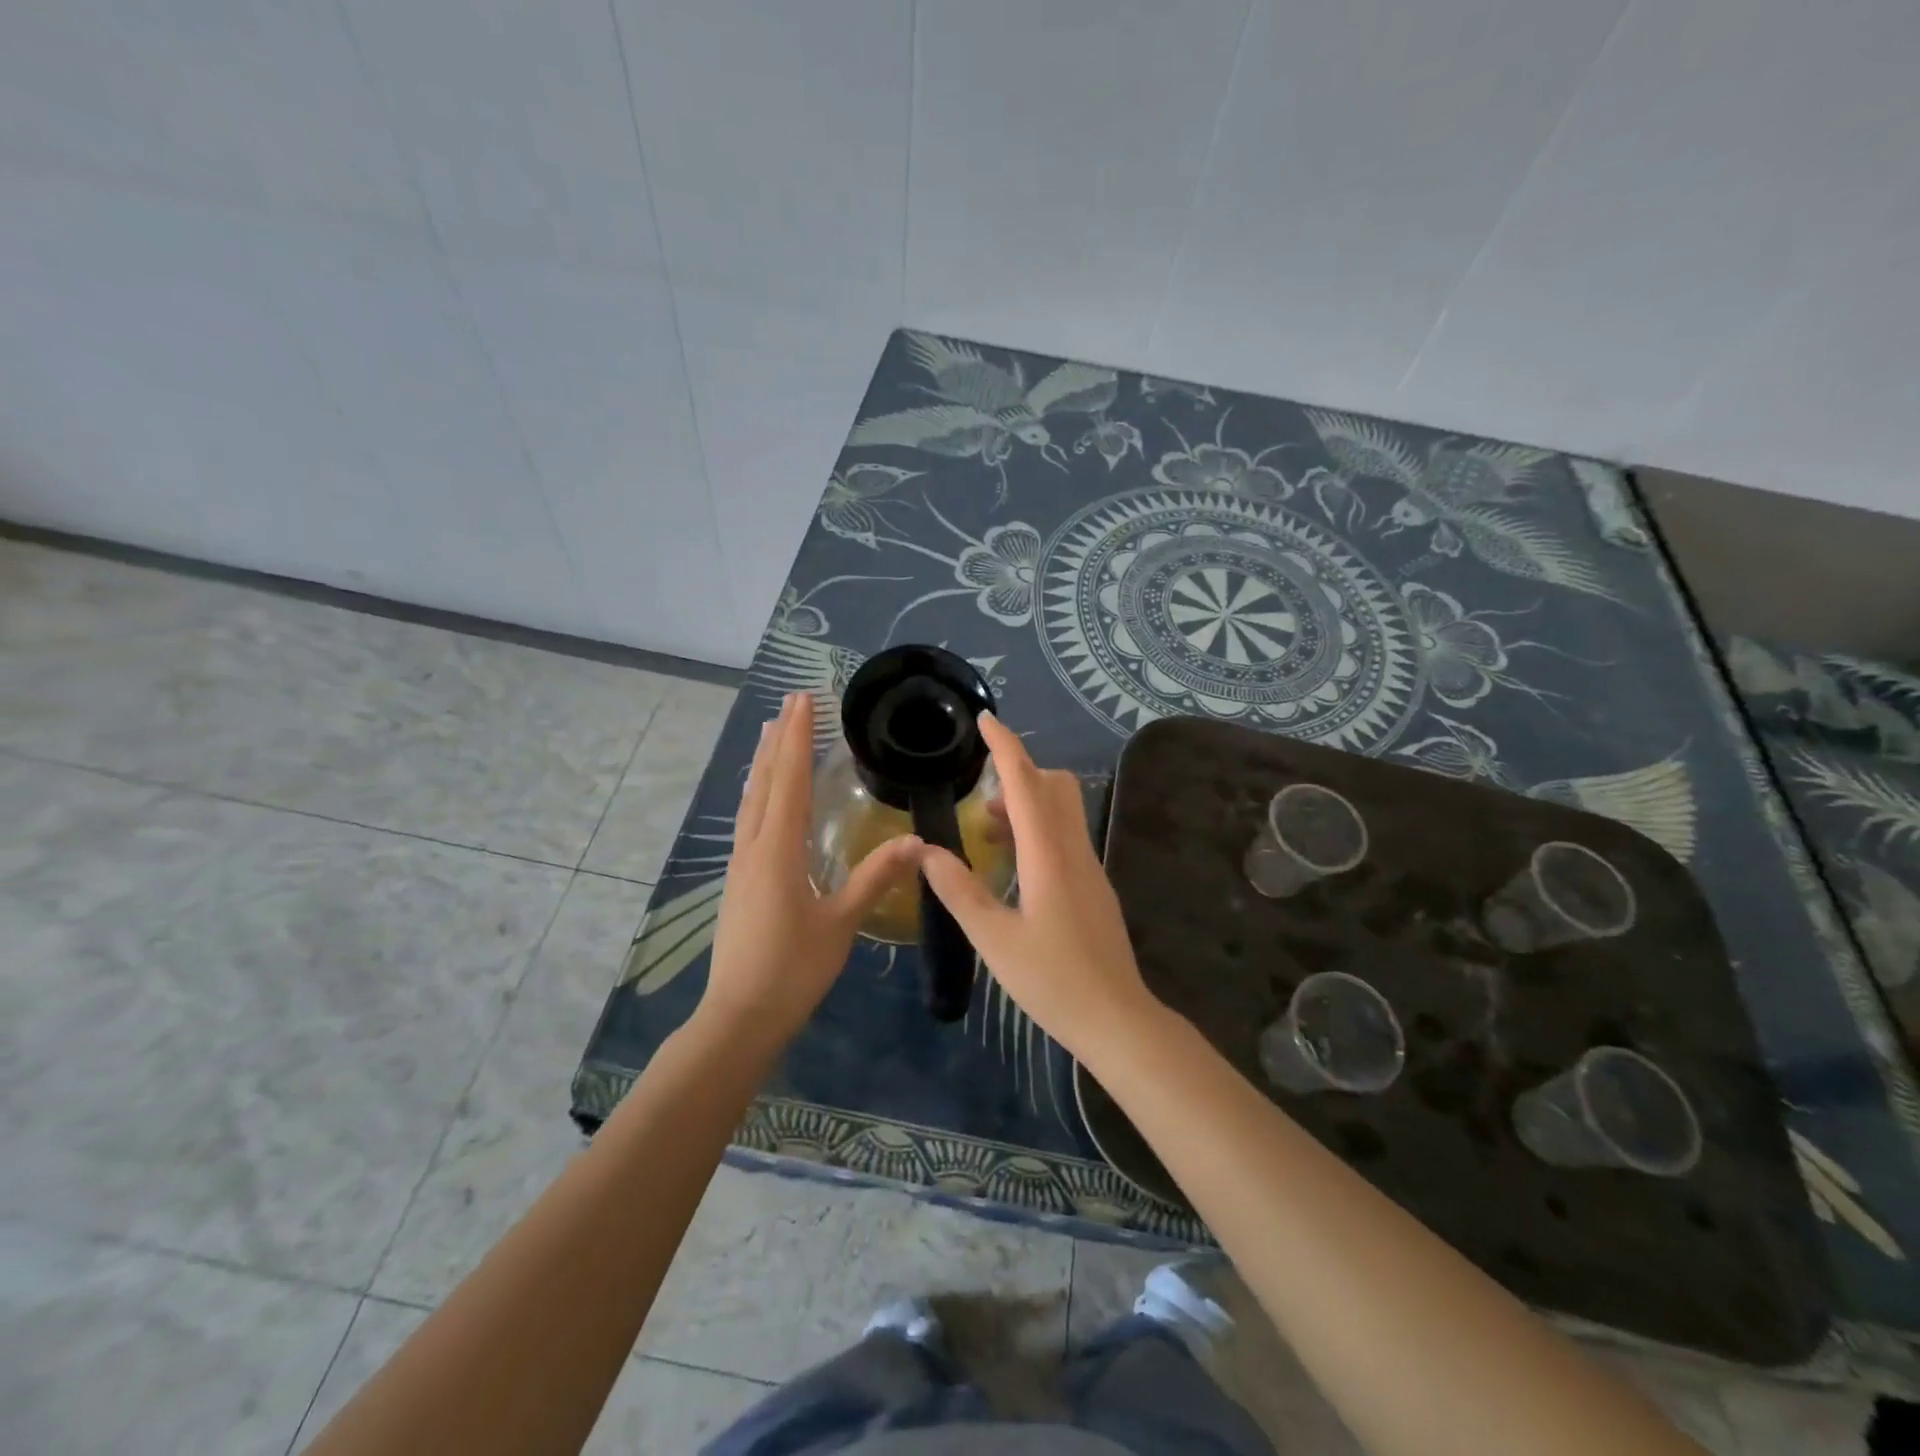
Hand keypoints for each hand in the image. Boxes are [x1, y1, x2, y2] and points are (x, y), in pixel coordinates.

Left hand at [700, 692, 921, 1049]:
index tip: (804, 701)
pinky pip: (748, 820)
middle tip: (790, 701)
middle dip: (778, 739)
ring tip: (770, 731)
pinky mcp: (739, 879)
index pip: (791, 782)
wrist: (740, 1016)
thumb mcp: (841, 923)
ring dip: (764, 762)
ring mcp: (741, 864)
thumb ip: (875, 877)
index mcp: (779, 852)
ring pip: (751, 799)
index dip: (798, 739)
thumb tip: (916, 840)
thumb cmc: (793, 970)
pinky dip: (759, 792)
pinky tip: (763, 795)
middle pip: (765, 782)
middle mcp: (754, 848)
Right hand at [918, 712, 1159, 1060]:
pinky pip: (1066, 837)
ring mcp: (1090, 867)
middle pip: (1054, 786)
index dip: (1005, 747)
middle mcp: (1073, 850)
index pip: (1025, 783)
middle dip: (1018, 775)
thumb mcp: (993, 939)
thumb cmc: (1052, 980)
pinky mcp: (1094, 886)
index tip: (985, 720)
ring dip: (1027, 805)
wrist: (1117, 1019)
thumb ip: (959, 890)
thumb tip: (927, 851)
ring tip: (988, 832)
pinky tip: (1014, 865)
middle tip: (980, 800)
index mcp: (1048, 856)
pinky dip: (1038, 830)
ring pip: (1062, 811)